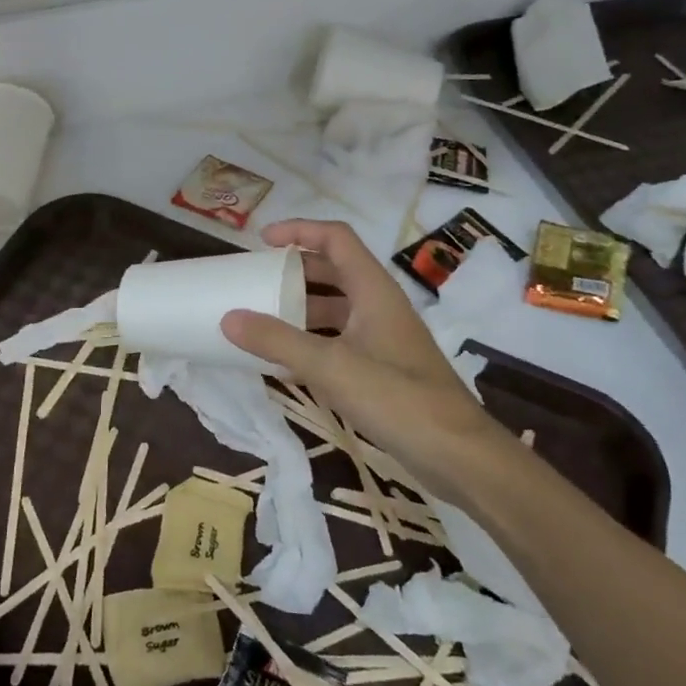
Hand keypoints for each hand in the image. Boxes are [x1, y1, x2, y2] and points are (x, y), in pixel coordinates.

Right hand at [221, 219, 510, 487]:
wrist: (456, 455)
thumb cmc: (397, 398)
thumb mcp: (330, 366)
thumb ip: (278, 341)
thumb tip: (228, 318)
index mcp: (373, 290)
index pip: (336, 238)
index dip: (299, 231)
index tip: (261, 241)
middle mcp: (379, 307)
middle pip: (334, 271)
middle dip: (294, 271)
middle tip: (256, 281)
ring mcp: (382, 339)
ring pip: (335, 309)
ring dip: (300, 309)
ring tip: (261, 320)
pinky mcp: (381, 370)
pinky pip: (338, 342)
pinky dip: (310, 343)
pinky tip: (283, 364)